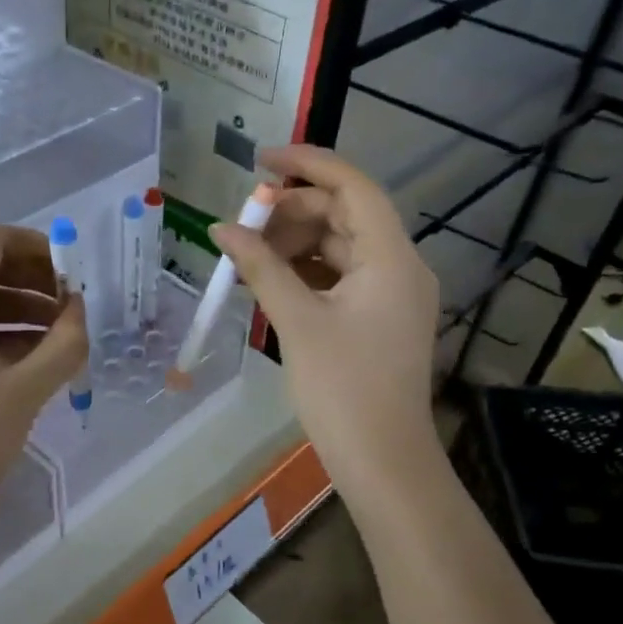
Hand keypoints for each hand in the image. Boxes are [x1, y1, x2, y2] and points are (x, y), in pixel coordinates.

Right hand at [211, 145, 440, 490]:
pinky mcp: (380, 318)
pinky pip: (341, 277)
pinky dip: (306, 272)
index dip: (308, 165)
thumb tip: (221, 228)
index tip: (260, 161)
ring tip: (247, 257)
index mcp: (391, 258)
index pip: (354, 187)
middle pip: (344, 216)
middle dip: (292, 213)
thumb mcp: (296, 322)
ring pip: (340, 247)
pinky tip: (269, 282)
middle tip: (242, 224)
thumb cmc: (342, 389)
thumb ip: (260, 267)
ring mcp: (392, 294)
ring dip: (294, 244)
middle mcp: (400, 266)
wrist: (383, 462)